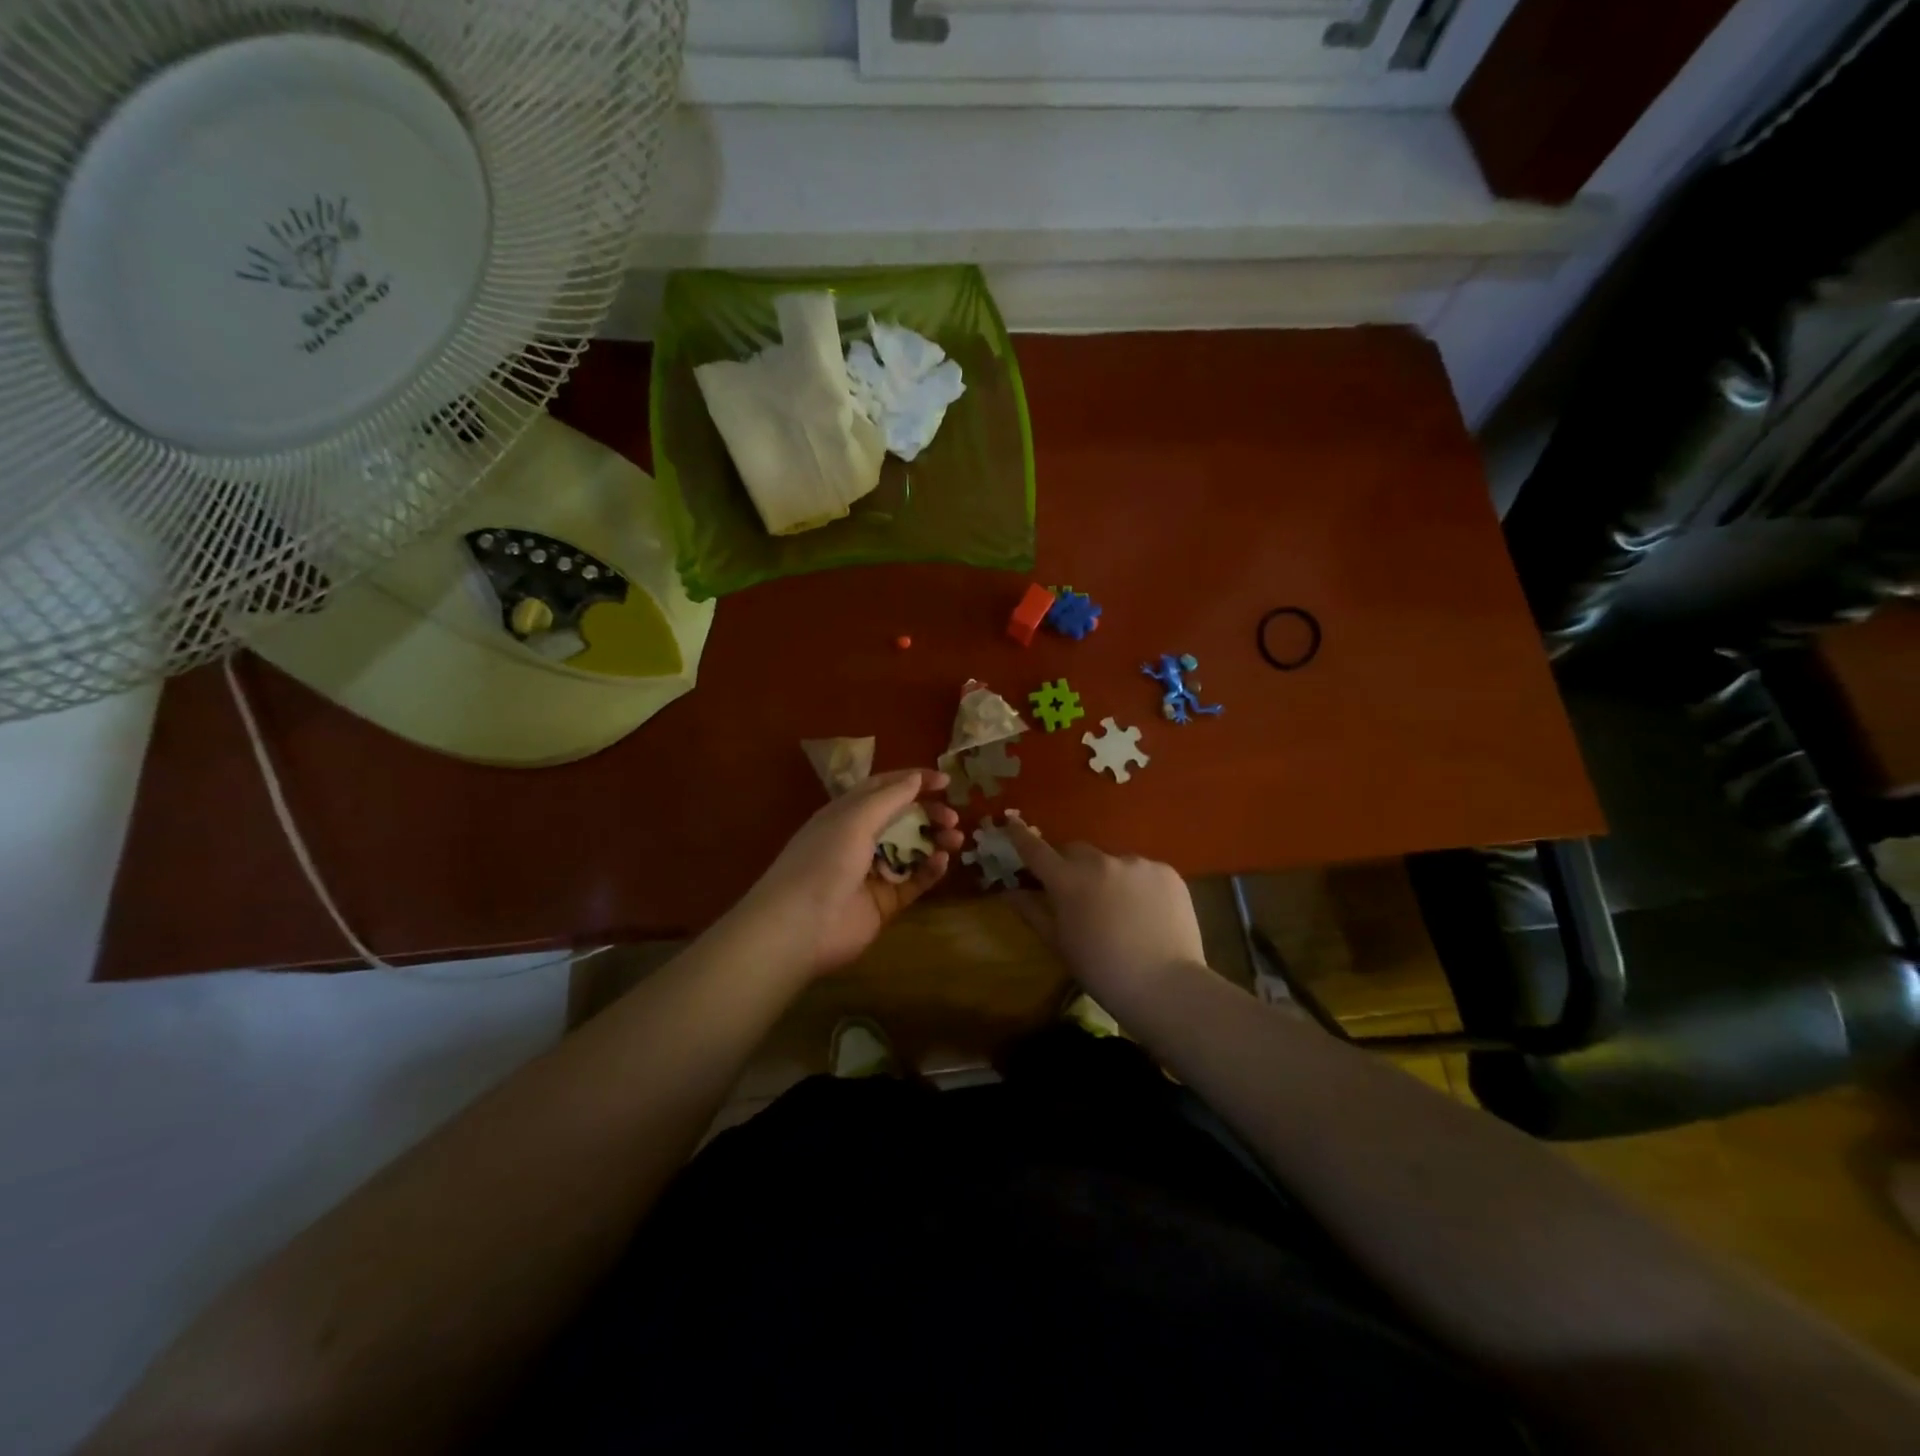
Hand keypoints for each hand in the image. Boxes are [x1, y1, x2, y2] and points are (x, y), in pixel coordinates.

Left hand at [732, 769, 964, 978]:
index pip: (883, 788)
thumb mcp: (855, 819)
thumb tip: (916, 778)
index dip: (913, 781)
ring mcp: (872, 872)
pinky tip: (942, 863)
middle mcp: (858, 840)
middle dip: (928, 814)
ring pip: (911, 850)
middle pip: (901, 819)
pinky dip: (929, 871)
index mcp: (845, 814)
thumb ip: (889, 798)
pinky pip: (912, 881)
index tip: (945, 781)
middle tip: (952, 817)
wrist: (801, 926)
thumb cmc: (825, 860)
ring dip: (934, 841)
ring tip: (956, 839)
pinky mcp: (884, 902)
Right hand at [1003, 820, 1206, 996]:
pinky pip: (1144, 871)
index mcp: (1068, 881)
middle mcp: (1100, 862)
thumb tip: (1010, 891)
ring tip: (1121, 908)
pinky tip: (1147, 912)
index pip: (1036, 850)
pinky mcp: (1166, 871)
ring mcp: (1136, 863)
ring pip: (1113, 861)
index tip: (1011, 823)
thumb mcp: (1060, 944)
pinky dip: (1139, 885)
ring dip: (1108, 876)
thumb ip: (1033, 911)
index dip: (1020, 835)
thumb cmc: (1102, 971)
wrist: (1165, 986)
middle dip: (1071, 864)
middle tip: (1077, 891)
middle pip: (1076, 850)